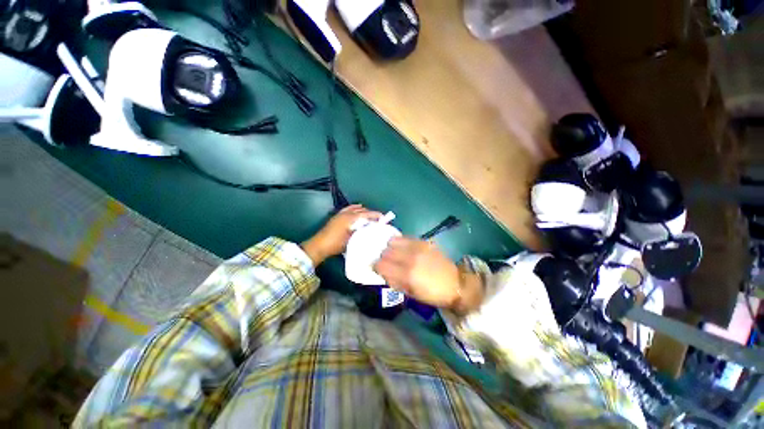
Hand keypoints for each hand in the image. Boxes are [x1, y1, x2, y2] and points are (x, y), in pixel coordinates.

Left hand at [301, 205, 382, 265]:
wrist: (319, 246)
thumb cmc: (336, 244)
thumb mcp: (351, 240)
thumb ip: (361, 233)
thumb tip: (371, 230)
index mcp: (350, 218)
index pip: (366, 214)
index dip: (375, 215)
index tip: (383, 218)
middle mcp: (346, 213)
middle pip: (361, 210)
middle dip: (370, 213)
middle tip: (378, 219)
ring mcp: (340, 214)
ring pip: (354, 209)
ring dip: (363, 211)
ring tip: (369, 217)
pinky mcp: (337, 217)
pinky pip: (348, 209)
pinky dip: (354, 209)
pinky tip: (357, 211)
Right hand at [374, 237, 482, 311]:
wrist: (455, 283)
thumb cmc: (432, 293)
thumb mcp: (411, 293)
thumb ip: (394, 281)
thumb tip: (382, 272)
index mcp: (407, 274)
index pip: (381, 265)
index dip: (376, 267)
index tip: (378, 269)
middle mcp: (410, 257)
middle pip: (385, 251)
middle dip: (383, 257)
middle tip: (387, 263)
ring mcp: (417, 247)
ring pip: (393, 241)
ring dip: (391, 248)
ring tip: (395, 254)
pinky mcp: (423, 241)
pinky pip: (405, 237)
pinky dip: (400, 242)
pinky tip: (404, 248)